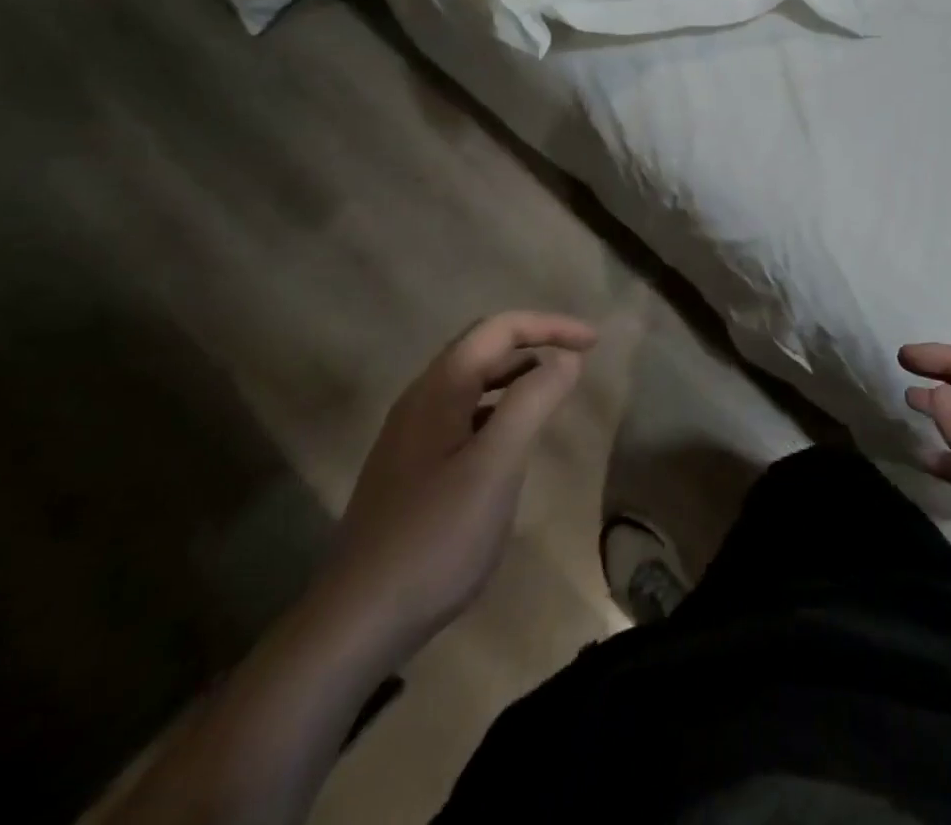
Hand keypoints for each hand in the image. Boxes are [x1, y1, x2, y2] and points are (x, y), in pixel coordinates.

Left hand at [314, 311, 597, 667]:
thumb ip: (533, 402)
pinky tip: (514, 442)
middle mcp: (421, 401)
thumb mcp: (496, 465)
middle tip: (581, 359)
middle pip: (484, 349)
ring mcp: (411, 437)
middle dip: (535, 343)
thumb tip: (567, 358)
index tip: (595, 342)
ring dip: (518, 376)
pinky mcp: (411, 470)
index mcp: (439, 390)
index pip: (500, 329)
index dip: (550, 326)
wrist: (355, 623)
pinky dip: (499, 410)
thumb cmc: (435, 537)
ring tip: (555, 392)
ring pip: (473, 384)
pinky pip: (464, 416)